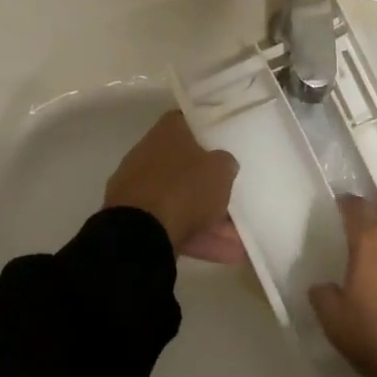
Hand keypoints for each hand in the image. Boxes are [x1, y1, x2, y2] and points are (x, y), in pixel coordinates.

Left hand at [104, 111, 239, 254]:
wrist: (139, 233)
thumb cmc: (184, 188)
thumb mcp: (220, 170)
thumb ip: (225, 162)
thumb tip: (223, 162)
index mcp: (167, 132)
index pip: (189, 122)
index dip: (209, 130)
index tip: (227, 141)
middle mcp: (149, 154)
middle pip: (186, 165)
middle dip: (210, 184)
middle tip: (236, 195)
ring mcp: (139, 188)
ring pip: (182, 200)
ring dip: (210, 218)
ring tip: (240, 239)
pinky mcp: (135, 220)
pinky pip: (174, 225)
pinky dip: (198, 237)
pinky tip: (227, 254)